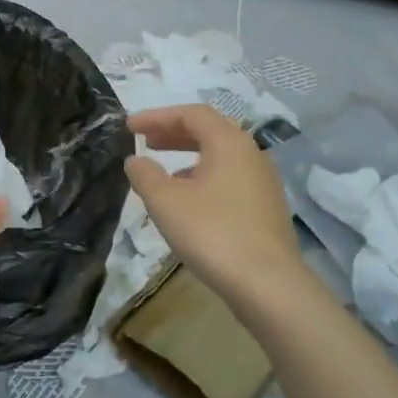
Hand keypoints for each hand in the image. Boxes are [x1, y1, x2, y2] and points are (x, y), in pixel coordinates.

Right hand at [124, 105, 303, 306]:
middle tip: (145, 141)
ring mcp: (263, 182)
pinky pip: (230, 179)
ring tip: (162, 172)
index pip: (192, 114)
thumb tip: (136, 160)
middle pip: (210, 131)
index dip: (157, 116)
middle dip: (174, 133)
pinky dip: (203, 177)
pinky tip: (188, 201)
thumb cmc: (212, 232)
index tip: (130, 127)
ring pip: (221, 156)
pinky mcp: (266, 208)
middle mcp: (251, 154)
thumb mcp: (165, 201)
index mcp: (229, 143)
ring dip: (188, 156)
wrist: (267, 283)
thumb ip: (145, 174)